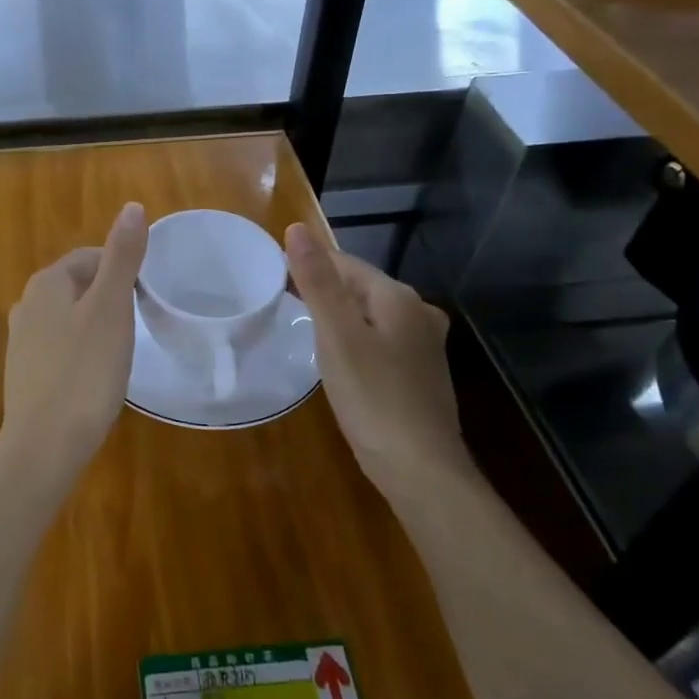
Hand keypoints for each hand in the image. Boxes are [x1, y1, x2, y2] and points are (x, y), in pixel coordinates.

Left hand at [0, 202, 148, 483]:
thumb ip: (122, 256)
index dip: (121, 272)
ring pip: (69, 318)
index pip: (90, 258)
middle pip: (78, 286)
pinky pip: (59, 347)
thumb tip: (132, 206)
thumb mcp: (112, 307)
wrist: (45, 444)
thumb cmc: (85, 370)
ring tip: (119, 351)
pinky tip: (94, 376)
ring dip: (95, 326)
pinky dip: (80, 352)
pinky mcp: (24, 372)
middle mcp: (27, 304)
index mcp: (47, 282)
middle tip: (135, 327)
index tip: (143, 300)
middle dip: (108, 298)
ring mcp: (21, 340)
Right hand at [285, 222, 468, 500]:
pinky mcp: (420, 373)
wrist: (420, 470)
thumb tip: (297, 229)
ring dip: (339, 317)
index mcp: (398, 297)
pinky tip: (340, 358)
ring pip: (370, 315)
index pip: (346, 263)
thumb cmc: (373, 397)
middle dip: (324, 290)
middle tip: (284, 304)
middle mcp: (418, 313)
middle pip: (360, 287)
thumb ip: (318, 281)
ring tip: (305, 329)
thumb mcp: (337, 336)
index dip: (310, 266)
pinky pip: (379, 340)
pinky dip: (355, 340)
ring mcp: (424, 345)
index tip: (275, 277)